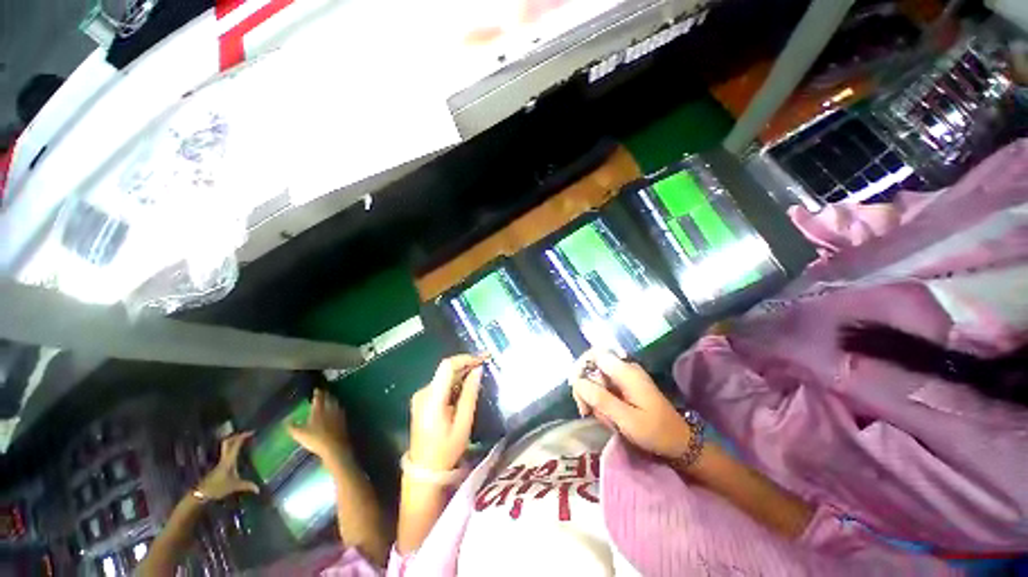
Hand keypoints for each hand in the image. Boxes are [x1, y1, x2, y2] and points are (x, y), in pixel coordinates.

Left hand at [195, 432, 259, 499]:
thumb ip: (247, 486)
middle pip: (227, 442)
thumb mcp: (234, 486)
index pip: (235, 444)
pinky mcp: (219, 465)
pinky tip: (237, 452)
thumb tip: (258, 489)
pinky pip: (226, 452)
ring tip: (243, 440)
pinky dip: (232, 448)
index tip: (252, 432)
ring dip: (233, 441)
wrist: (201, 494)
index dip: (242, 436)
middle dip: (236, 436)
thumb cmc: (217, 488)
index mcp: (228, 460)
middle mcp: (224, 458)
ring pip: (225, 446)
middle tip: (247, 434)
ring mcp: (220, 461)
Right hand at [288, 389, 349, 459]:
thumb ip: (292, 427)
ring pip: (335, 403)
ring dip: (332, 399)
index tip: (317, 389)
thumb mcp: (299, 434)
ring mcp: (338, 413)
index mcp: (319, 410)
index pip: (319, 398)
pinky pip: (340, 409)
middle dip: (326, 394)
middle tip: (324, 392)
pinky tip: (337, 409)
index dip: (317, 393)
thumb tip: (285, 420)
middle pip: (329, 398)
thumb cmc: (316, 439)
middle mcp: (330, 409)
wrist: (335, 445)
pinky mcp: (344, 419)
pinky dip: (337, 407)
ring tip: (330, 398)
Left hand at [408, 355, 483, 470]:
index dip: (465, 358)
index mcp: (432, 399)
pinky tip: (467, 385)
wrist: (424, 471)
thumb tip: (478, 370)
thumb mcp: (463, 424)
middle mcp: (423, 393)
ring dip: (462, 372)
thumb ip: (470, 394)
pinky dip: (455, 382)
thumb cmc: (446, 451)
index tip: (482, 358)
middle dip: (467, 364)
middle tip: (486, 362)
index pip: (447, 366)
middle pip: (446, 370)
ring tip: (480, 373)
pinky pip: (441, 384)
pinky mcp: (422, 401)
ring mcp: (421, 397)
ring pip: (444, 376)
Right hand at [570, 350, 692, 459]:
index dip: (581, 366)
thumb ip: (602, 400)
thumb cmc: (655, 432)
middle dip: (585, 387)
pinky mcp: (625, 385)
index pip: (595, 354)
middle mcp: (625, 368)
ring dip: (593, 397)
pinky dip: (600, 400)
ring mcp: (625, 376)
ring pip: (596, 378)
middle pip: (593, 366)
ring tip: (602, 418)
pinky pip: (604, 386)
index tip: (576, 388)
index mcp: (627, 372)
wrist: (679, 441)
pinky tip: (606, 416)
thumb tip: (578, 383)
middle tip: (585, 410)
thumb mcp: (627, 420)